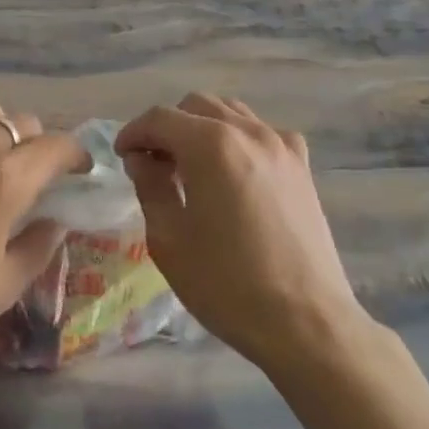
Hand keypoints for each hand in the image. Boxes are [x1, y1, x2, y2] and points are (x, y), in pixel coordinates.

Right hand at [115, 94, 365, 372]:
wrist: (306, 322)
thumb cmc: (227, 284)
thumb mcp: (169, 239)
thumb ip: (150, 187)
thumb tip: (143, 159)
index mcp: (211, 145)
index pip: (160, 118)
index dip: (134, 133)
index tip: (122, 157)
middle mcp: (248, 131)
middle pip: (196, 106)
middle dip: (168, 127)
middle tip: (153, 164)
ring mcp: (281, 145)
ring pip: (230, 113)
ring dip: (202, 129)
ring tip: (190, 168)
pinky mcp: (302, 166)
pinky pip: (261, 133)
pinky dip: (237, 140)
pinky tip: (232, 175)